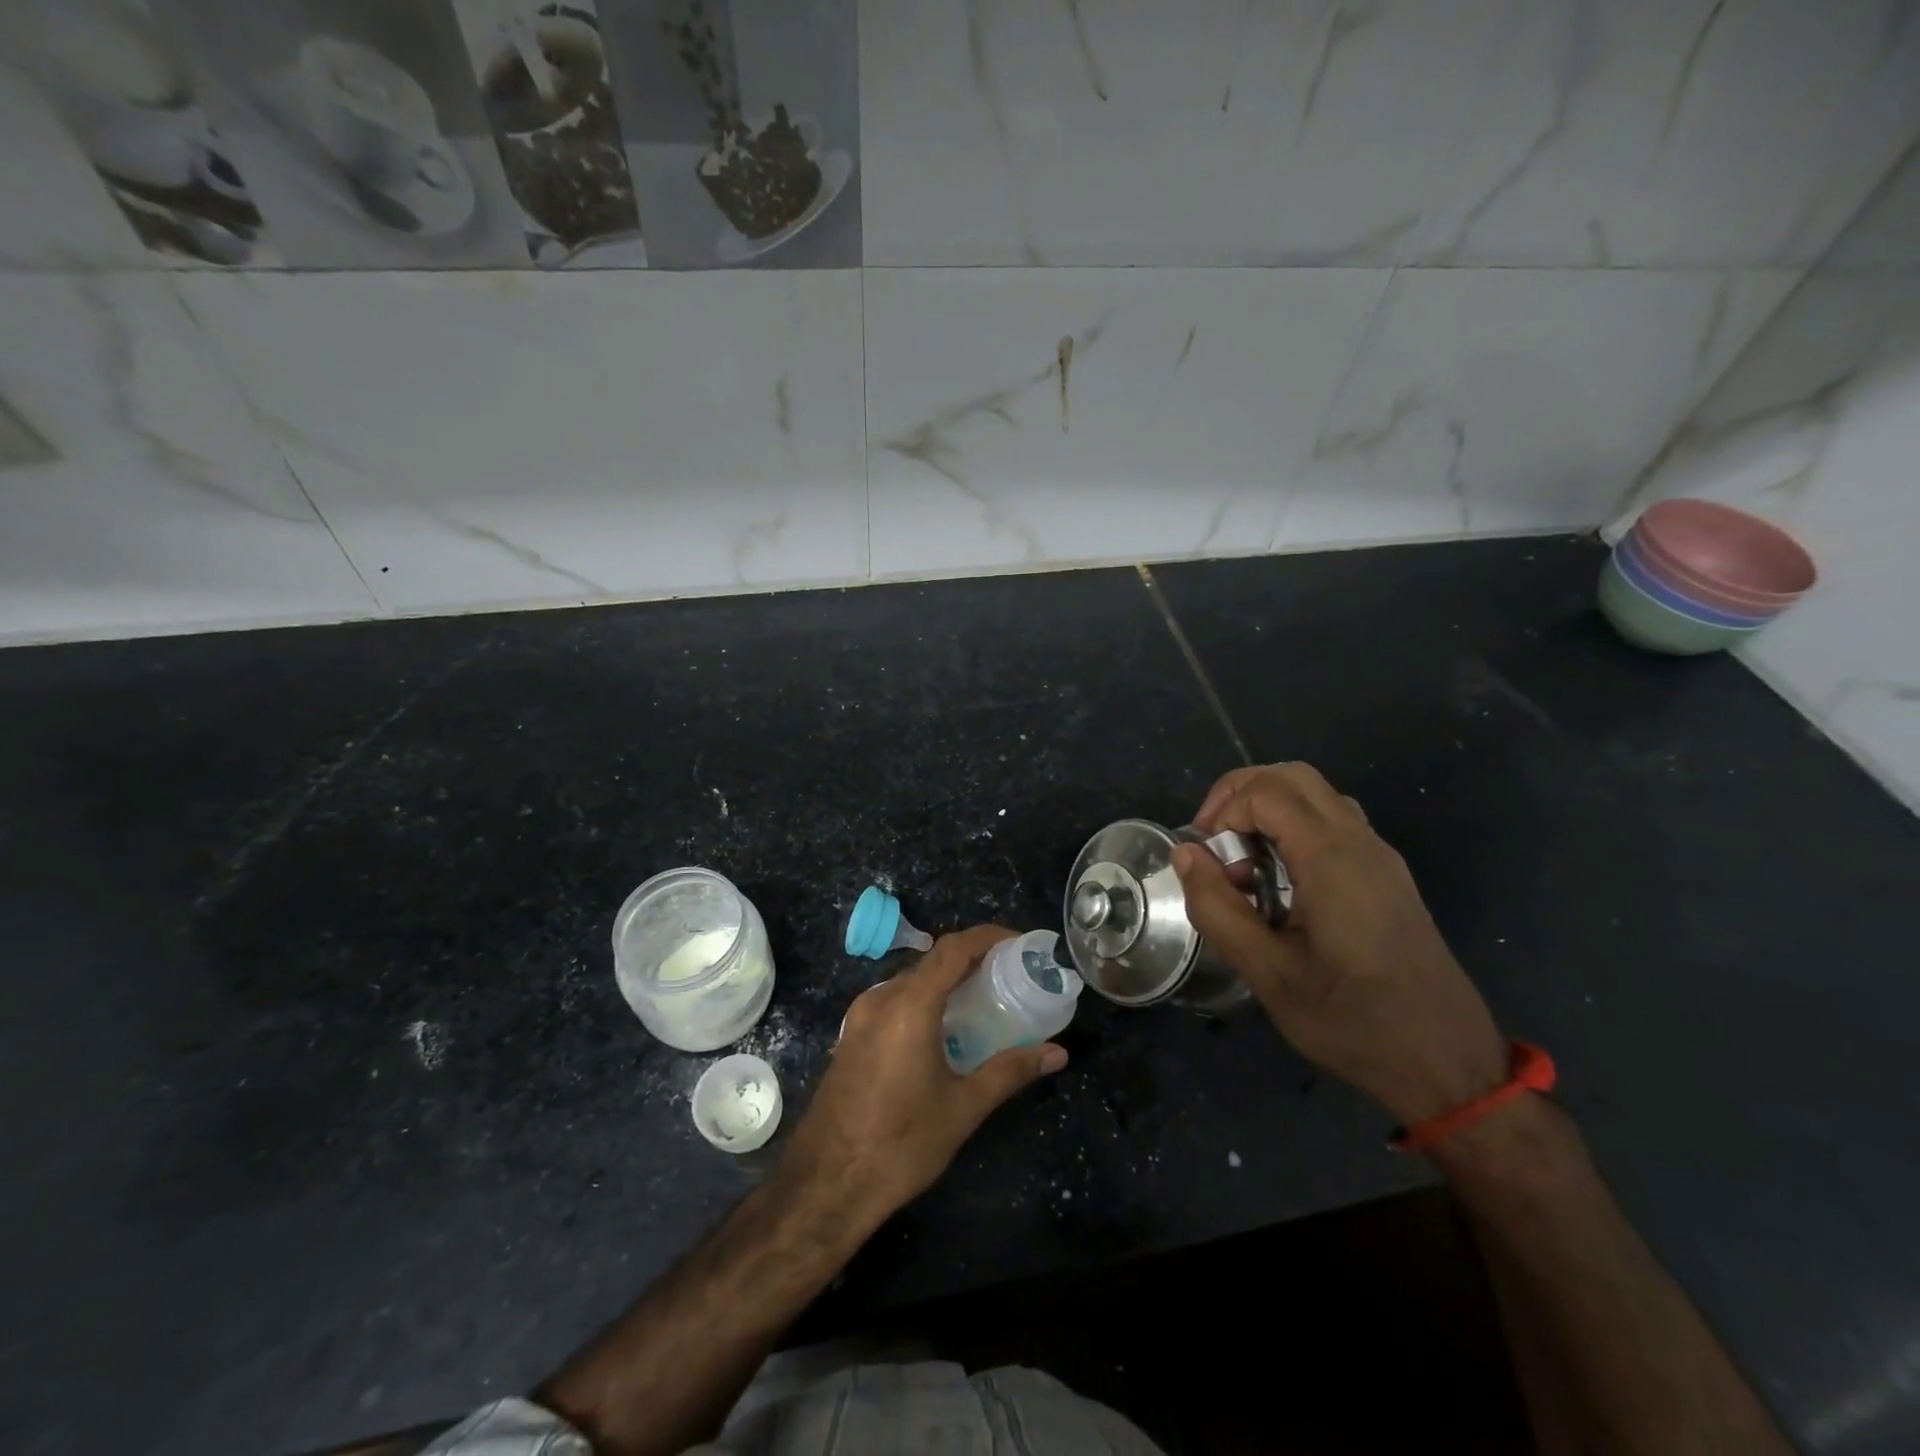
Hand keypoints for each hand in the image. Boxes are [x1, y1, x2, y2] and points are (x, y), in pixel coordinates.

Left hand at [777, 925, 1067, 1231]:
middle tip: (1010, 975)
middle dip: (972, 960)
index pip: (953, 948)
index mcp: (909, 1006)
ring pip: (911, 980)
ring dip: (947, 981)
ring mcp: (859, 1017)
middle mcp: (881, 999)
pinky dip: (925, 1000)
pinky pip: (894, 1001)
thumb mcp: (963, 1108)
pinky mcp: (851, 1036)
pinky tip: (945, 1029)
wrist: (824, 1187)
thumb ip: (1010, 1071)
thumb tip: (1058, 1053)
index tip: (1020, 943)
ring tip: (984, 999)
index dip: (988, 937)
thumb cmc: (899, 1145)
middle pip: (932, 960)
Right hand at [1173, 763, 1507, 1126]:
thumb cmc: (1351, 1021)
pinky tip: (1280, 882)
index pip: (1267, 791)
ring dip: (1269, 810)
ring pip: (1317, 796)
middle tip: (1214, 840)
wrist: (1447, 1064)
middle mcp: (1361, 843)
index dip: (1222, 809)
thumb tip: (1186, 854)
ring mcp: (1381, 858)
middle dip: (1241, 794)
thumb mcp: (1268, 974)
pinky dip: (1294, 829)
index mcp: (1332, 859)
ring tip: (1243, 862)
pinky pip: (1335, 823)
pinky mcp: (1389, 877)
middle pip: (1293, 776)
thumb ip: (1218, 908)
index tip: (1204, 857)